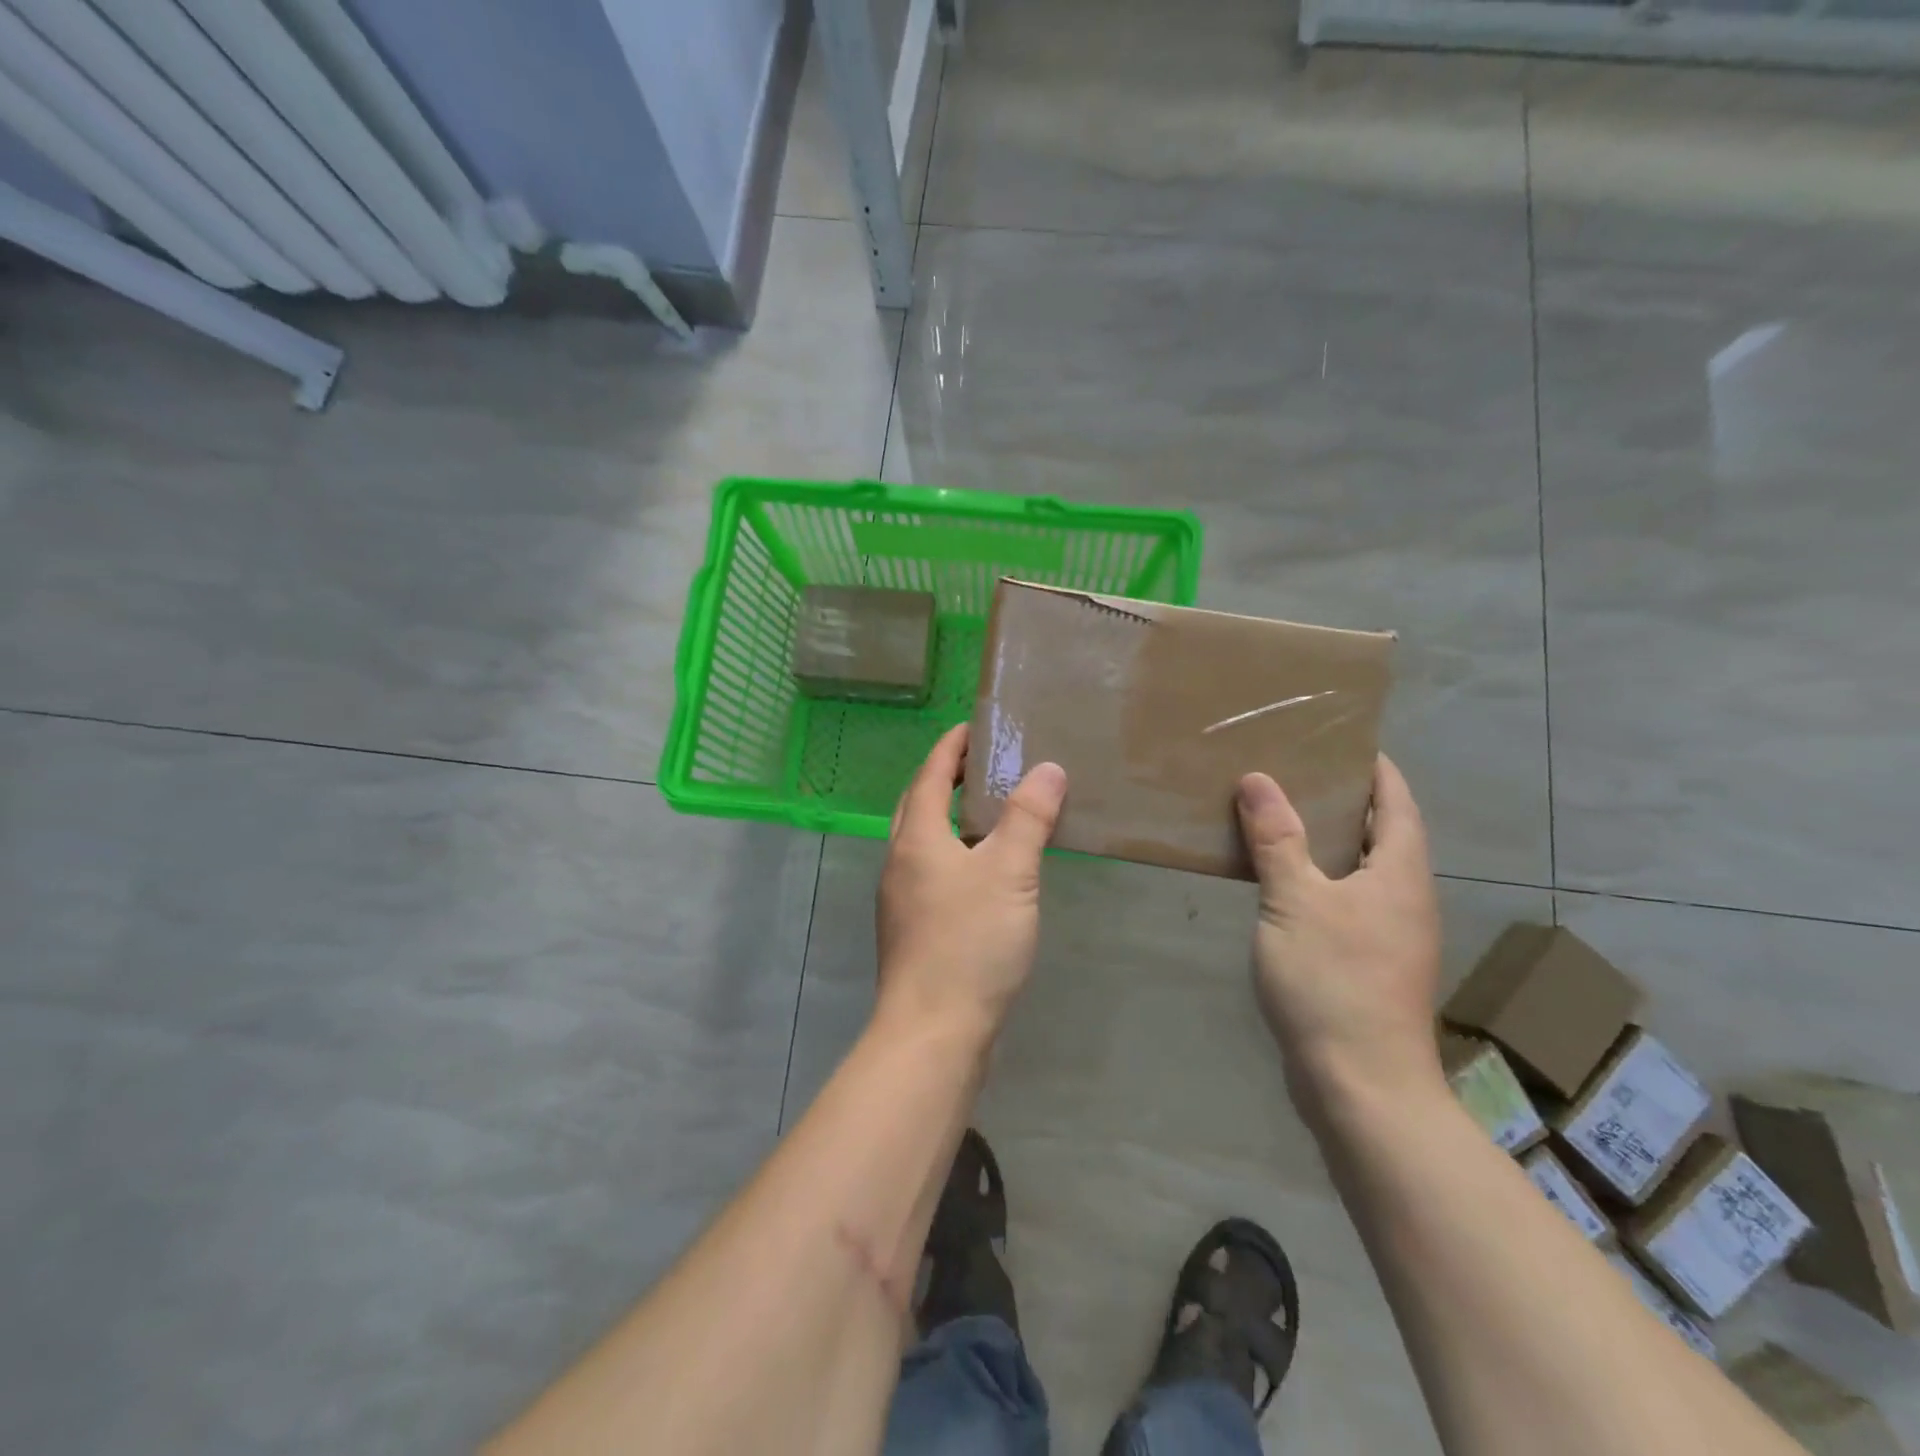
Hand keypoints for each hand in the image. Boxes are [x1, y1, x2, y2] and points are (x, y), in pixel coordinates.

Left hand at [875, 725, 1066, 1045]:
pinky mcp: (914, 929)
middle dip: (946, 777)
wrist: (933, 1032)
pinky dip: (956, 852)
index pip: (930, 775)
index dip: (951, 747)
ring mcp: (902, 898)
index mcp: (916, 838)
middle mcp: (900, 862)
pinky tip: (984, 870)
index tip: (973, 727)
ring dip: (951, 817)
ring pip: (924, 840)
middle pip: (919, 804)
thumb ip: (1028, 818)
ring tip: (991, 811)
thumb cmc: (969, 943)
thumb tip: (1047, 769)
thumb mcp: (1009, 873)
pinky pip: (933, 871)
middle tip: (984, 764)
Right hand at [1236, 755, 1444, 1115]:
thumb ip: (1277, 839)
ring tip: (1277, 817)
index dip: (1373, 768)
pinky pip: (1343, 901)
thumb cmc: (1333, 982)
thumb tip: (1259, 779)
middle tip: (1290, 771)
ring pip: (1360, 869)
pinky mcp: (1368, 964)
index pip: (1396, 801)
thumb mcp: (1295, 901)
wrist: (1361, 1086)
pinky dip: (1316, 878)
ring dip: (1326, 841)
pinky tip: (1279, 883)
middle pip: (1381, 832)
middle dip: (1342, 799)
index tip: (1337, 739)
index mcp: (1400, 874)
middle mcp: (1405, 898)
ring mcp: (1390, 935)